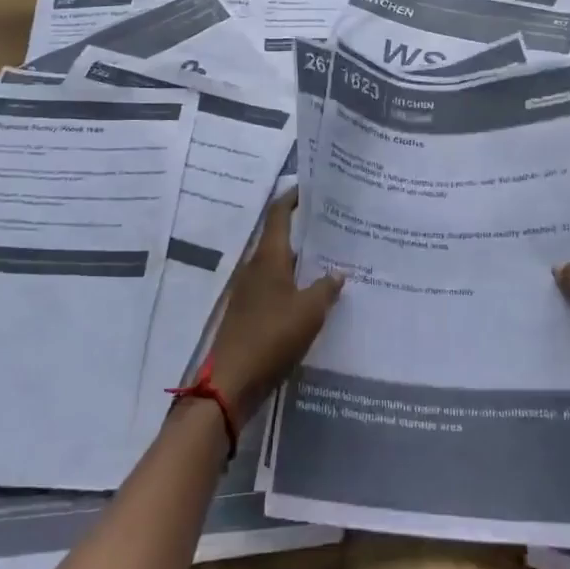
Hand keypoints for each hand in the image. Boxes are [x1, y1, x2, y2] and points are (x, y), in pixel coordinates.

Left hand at [205, 191, 342, 420]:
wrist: (231, 381)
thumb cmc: (271, 336)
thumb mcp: (309, 311)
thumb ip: (326, 288)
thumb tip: (338, 272)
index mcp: (268, 257)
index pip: (278, 214)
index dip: (293, 197)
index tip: (311, 187)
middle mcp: (256, 267)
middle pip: (279, 238)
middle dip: (303, 229)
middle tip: (332, 224)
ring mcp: (250, 291)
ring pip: (279, 264)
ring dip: (300, 258)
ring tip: (329, 257)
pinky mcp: (250, 313)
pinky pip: (276, 287)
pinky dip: (294, 283)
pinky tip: (312, 294)